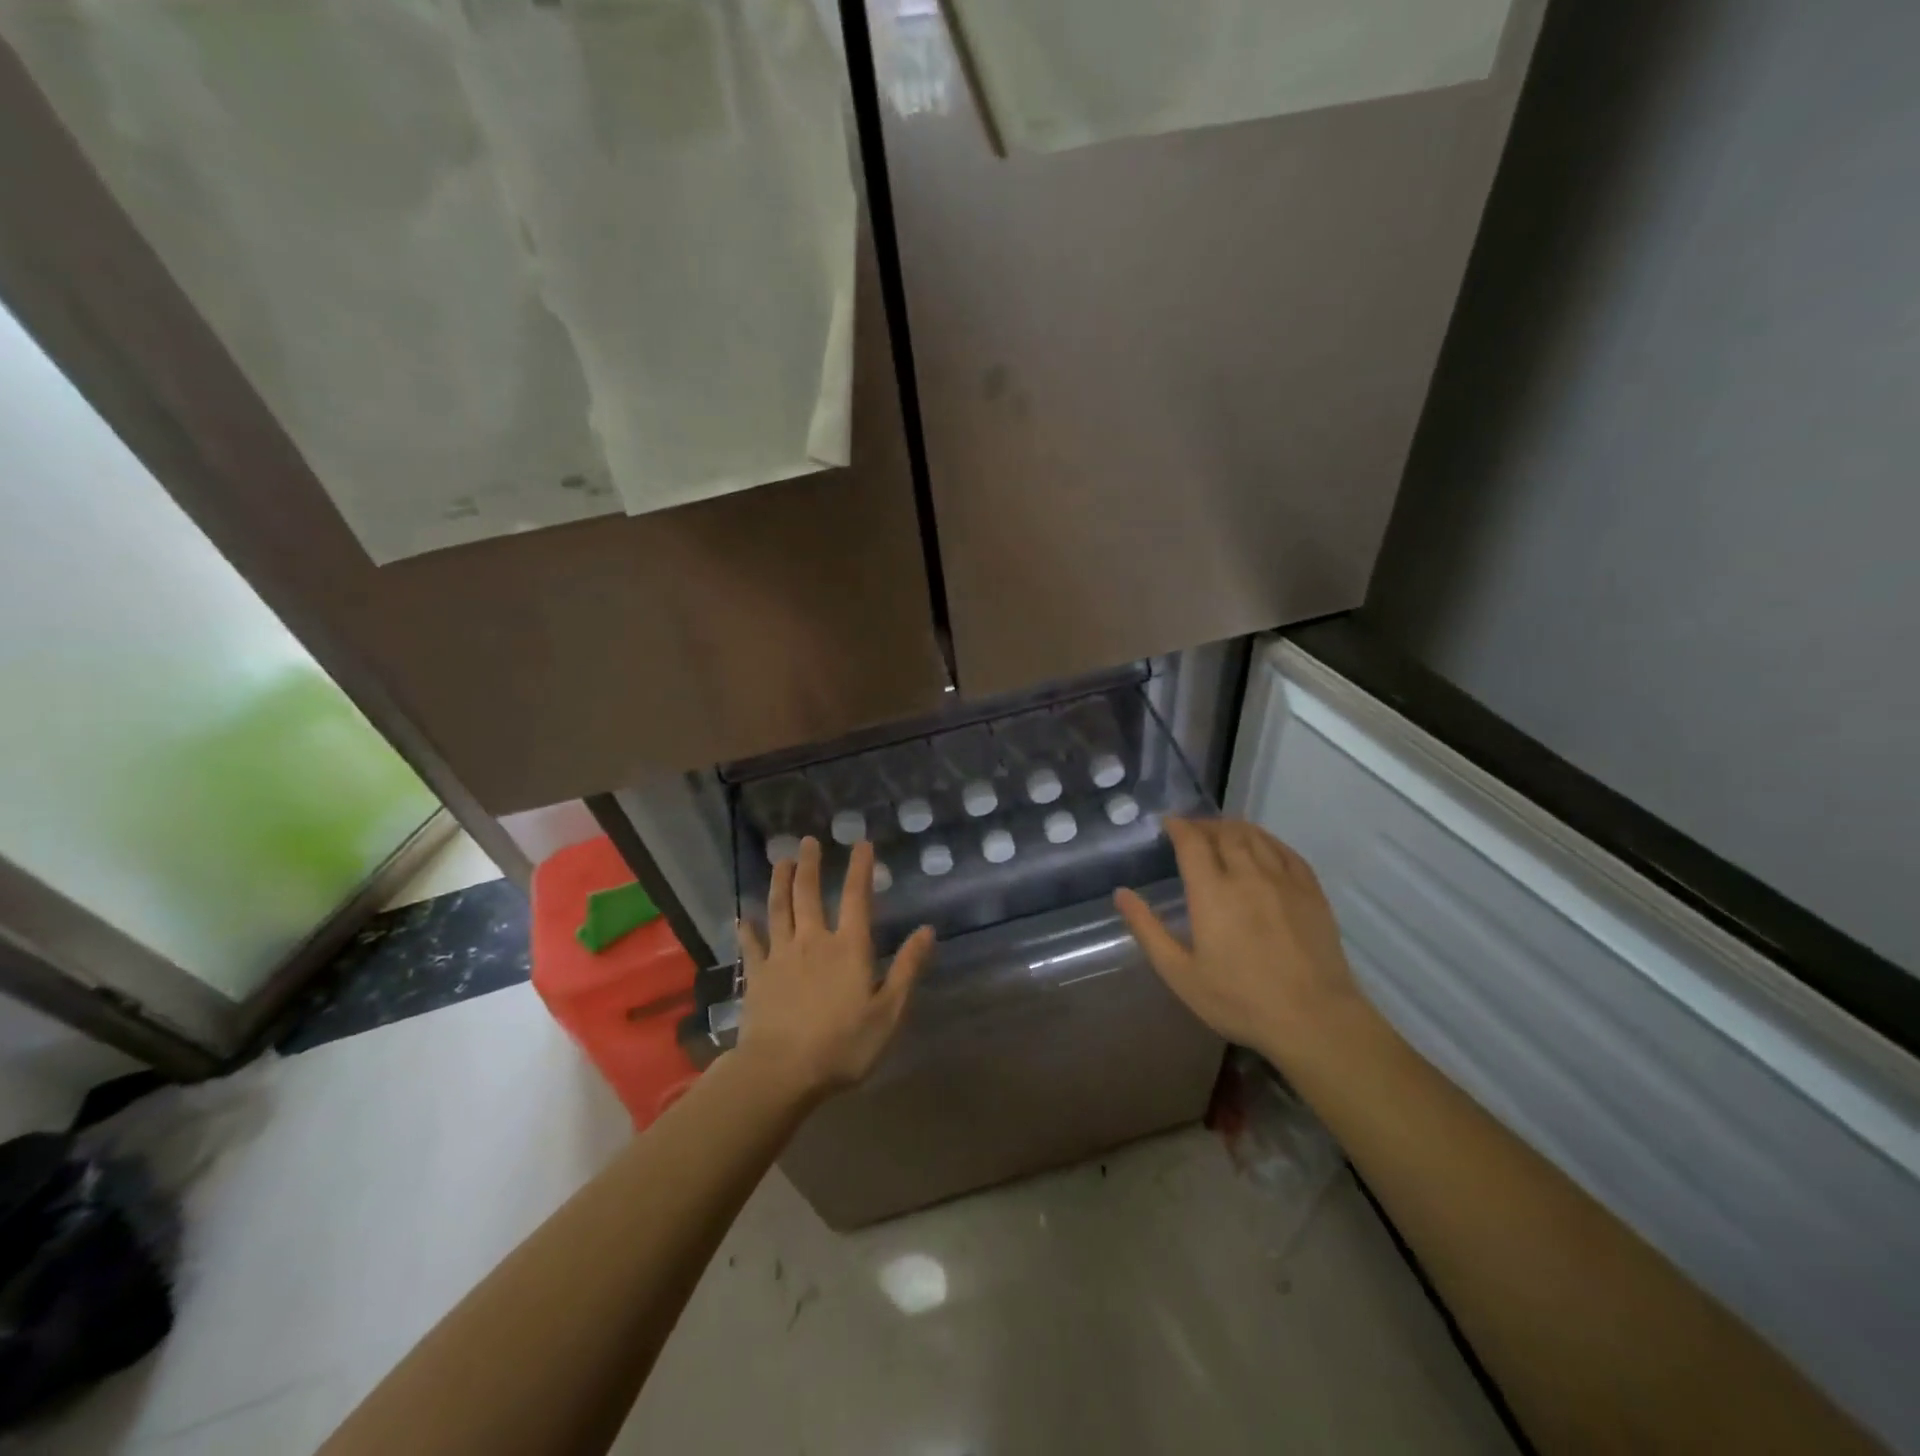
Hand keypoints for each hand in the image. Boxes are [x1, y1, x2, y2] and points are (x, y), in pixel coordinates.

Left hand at [736, 837, 934, 1103]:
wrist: (781, 1072)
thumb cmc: (842, 1045)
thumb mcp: (888, 1012)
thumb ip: (907, 969)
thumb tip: (928, 931)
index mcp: (849, 948)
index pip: (856, 898)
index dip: (859, 868)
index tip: (860, 843)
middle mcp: (813, 941)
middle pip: (809, 894)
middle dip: (810, 865)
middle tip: (808, 841)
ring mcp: (780, 956)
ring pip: (778, 910)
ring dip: (780, 883)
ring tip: (780, 860)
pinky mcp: (757, 976)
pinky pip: (751, 945)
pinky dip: (746, 929)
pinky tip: (741, 917)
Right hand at [1115, 817, 1365, 1065]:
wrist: (1314, 1020)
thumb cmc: (1239, 1000)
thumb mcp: (1180, 973)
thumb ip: (1147, 929)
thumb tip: (1121, 893)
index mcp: (1212, 892)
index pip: (1192, 841)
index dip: (1178, 827)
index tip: (1168, 824)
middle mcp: (1247, 875)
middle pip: (1224, 832)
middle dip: (1204, 825)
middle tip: (1192, 830)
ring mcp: (1283, 881)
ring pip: (1256, 836)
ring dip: (1234, 828)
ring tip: (1222, 833)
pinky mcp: (1311, 892)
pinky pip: (1285, 851)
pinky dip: (1266, 840)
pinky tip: (1261, 848)